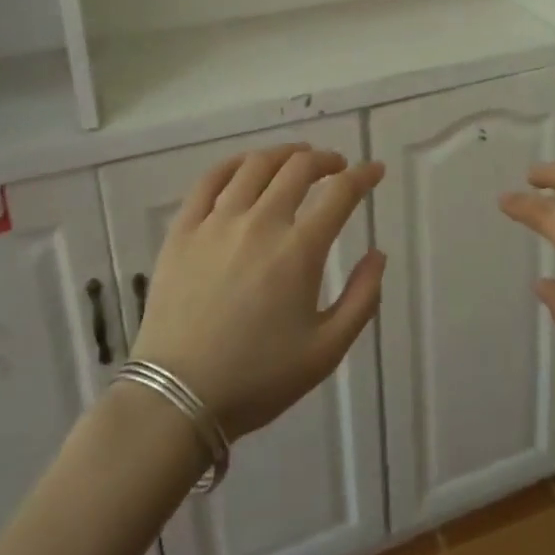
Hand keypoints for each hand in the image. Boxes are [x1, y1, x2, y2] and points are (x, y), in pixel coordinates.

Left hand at [130, 145, 385, 440]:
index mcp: (299, 250)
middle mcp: (261, 223)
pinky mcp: (183, 230)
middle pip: (299, 168)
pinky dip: (234, 163)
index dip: (364, 175)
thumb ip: (362, 298)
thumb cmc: (258, 378)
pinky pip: (209, 180)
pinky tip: (246, 166)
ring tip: (297, 158)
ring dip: (284, 154)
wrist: (177, 400)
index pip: (341, 193)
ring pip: (256, 166)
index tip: (375, 170)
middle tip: (337, 166)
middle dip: (326, 160)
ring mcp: (217, 222)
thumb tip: (378, 254)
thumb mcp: (326, 350)